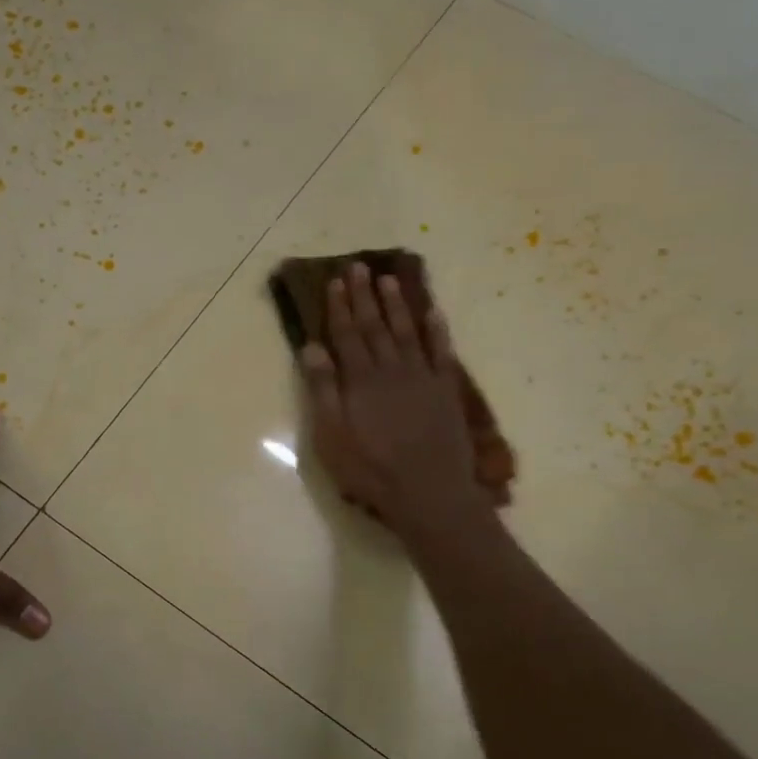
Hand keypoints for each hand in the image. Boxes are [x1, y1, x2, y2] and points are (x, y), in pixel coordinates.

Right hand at [299, 263, 495, 538]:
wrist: (427, 491)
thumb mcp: (331, 435)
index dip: (339, 307)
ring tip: (389, 279)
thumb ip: (322, 389)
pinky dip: (437, 329)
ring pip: (407, 330)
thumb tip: (312, 347)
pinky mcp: (445, 390)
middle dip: (365, 295)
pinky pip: (442, 351)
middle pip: (375, 325)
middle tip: (358, 267)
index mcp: (359, 379)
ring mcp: (422, 377)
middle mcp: (391, 369)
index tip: (335, 282)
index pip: (346, 334)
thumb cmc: (370, 469)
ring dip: (397, 304)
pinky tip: (432, 312)